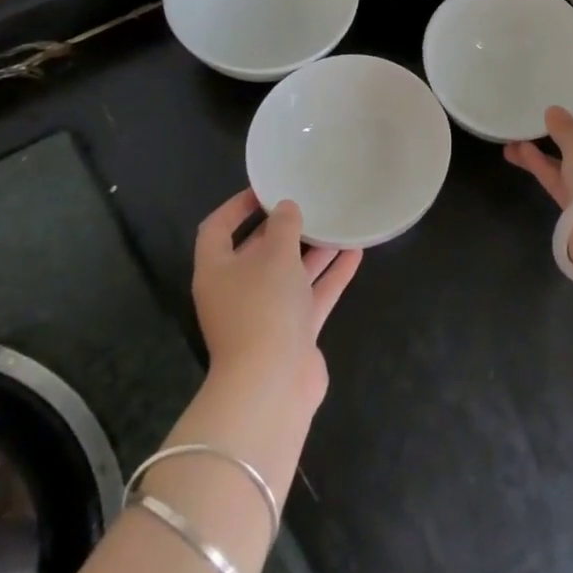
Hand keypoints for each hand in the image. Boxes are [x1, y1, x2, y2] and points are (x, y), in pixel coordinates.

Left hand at [191, 190, 361, 413]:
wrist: (272, 383)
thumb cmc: (263, 308)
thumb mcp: (274, 256)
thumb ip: (283, 227)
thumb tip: (286, 209)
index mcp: (217, 270)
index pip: (217, 229)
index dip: (237, 206)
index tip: (265, 188)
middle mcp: (237, 290)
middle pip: (257, 251)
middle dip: (283, 229)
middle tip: (310, 203)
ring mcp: (265, 314)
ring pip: (290, 273)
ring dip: (313, 251)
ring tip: (339, 224)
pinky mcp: (292, 332)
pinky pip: (312, 295)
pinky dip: (331, 276)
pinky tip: (355, 252)